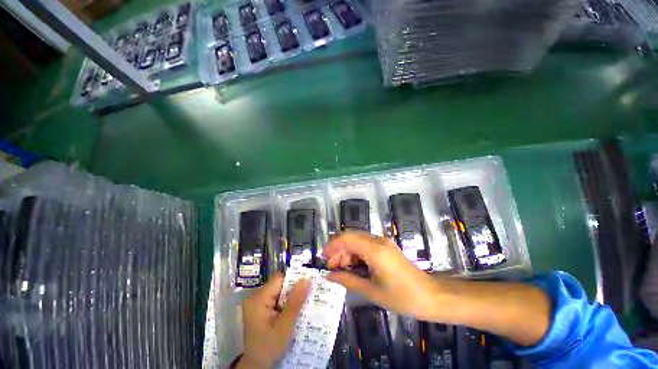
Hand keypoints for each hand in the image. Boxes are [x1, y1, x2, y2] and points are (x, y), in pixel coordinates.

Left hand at [237, 273, 310, 368]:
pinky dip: (286, 302)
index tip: (308, 286)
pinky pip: (277, 297)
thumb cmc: (269, 347)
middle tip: (307, 296)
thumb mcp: (285, 326)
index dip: (294, 281)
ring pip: (280, 290)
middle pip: (279, 284)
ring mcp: (257, 301)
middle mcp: (255, 296)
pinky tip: (293, 310)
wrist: (256, 365)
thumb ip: (295, 302)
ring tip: (302, 304)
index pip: (279, 279)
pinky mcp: (260, 306)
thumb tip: (307, 279)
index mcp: (258, 299)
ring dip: (291, 297)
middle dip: (293, 290)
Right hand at [323, 232, 438, 318]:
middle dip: (338, 249)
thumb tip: (329, 276)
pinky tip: (352, 266)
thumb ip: (348, 280)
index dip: (333, 245)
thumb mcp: (372, 291)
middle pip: (351, 237)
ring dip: (346, 252)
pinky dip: (355, 253)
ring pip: (357, 240)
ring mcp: (382, 242)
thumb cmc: (402, 297)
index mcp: (374, 250)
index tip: (323, 257)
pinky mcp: (385, 247)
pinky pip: (365, 245)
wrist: (430, 296)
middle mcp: (378, 241)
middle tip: (330, 266)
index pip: (347, 239)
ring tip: (339, 268)